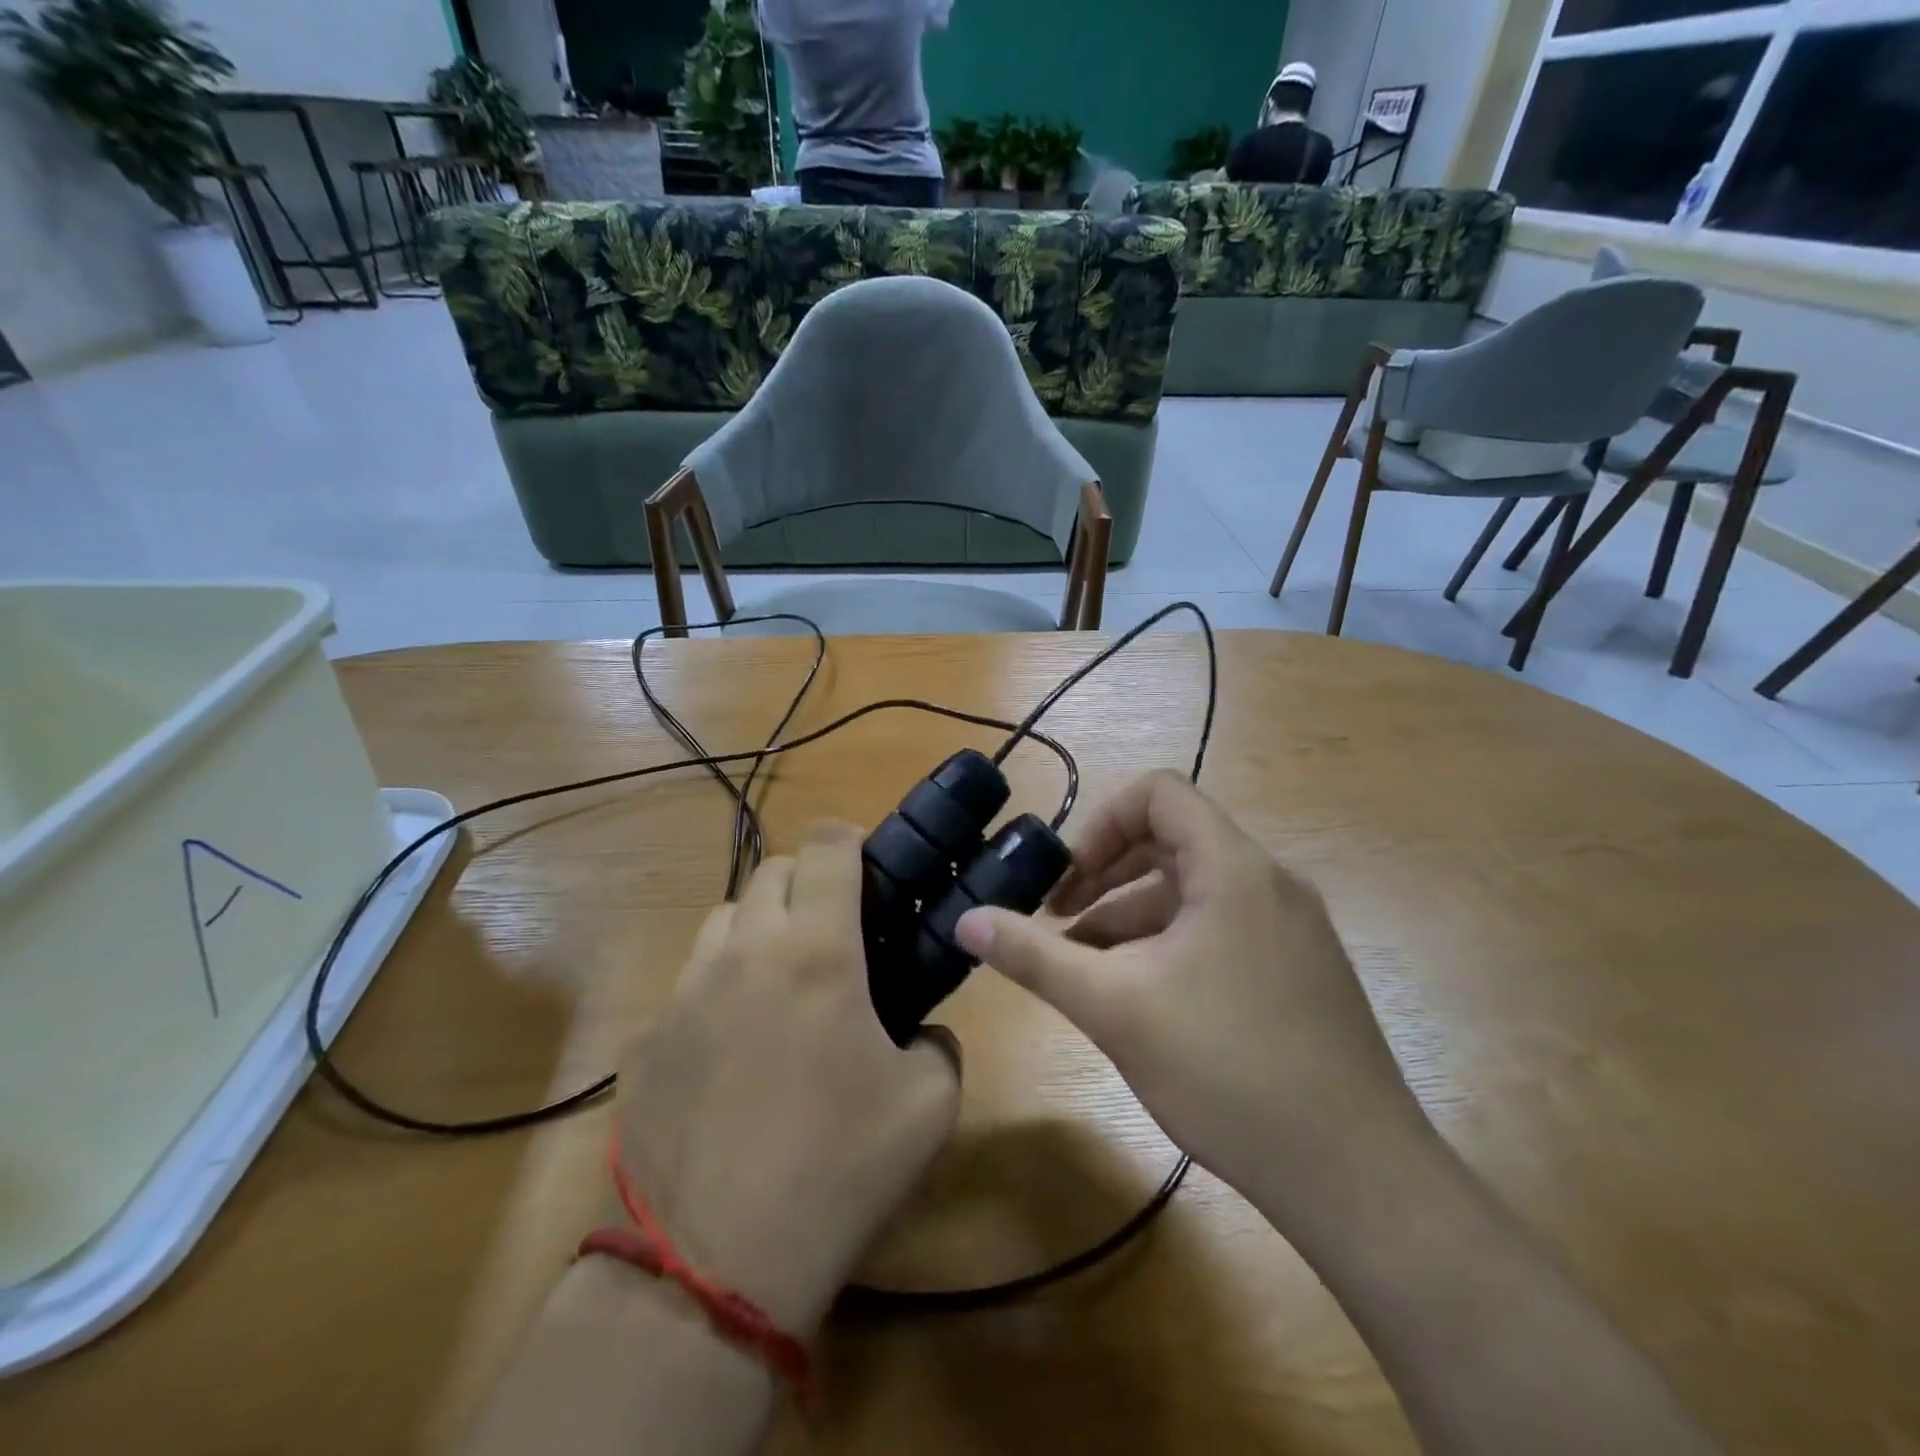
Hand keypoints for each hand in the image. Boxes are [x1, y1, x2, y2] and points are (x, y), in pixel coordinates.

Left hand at [612, 822, 960, 1334]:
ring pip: (721, 920)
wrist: (718, 1266)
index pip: (826, 845)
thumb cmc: (840, 1168)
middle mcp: (744, 952)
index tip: (865, 863)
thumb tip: (921, 1032)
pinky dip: (717, 991)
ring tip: (780, 984)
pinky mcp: (645, 1040)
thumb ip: (937, 1042)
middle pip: (770, 871)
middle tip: (832, 931)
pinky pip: (687, 985)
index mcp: (816, 951)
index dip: (849, 838)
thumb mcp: (930, 1103)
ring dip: (757, 929)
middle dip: (805, 882)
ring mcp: (683, 993)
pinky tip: (731, 1054)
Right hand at [955, 771, 1431, 1232]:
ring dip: (1132, 917)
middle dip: (1106, 875)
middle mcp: (1270, 883)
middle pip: (1173, 842)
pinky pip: (1222, 930)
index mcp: (1233, 868)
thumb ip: (1033, 956)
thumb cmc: (1227, 1069)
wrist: (1358, 1178)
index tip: (1065, 882)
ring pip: (1194, 894)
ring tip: (1086, 970)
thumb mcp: (1113, 1007)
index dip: (1101, 824)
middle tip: (1060, 924)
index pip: (1159, 794)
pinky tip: (1142, 999)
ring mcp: (1292, 930)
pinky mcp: (1301, 973)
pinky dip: (1171, 944)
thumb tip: (965, 920)